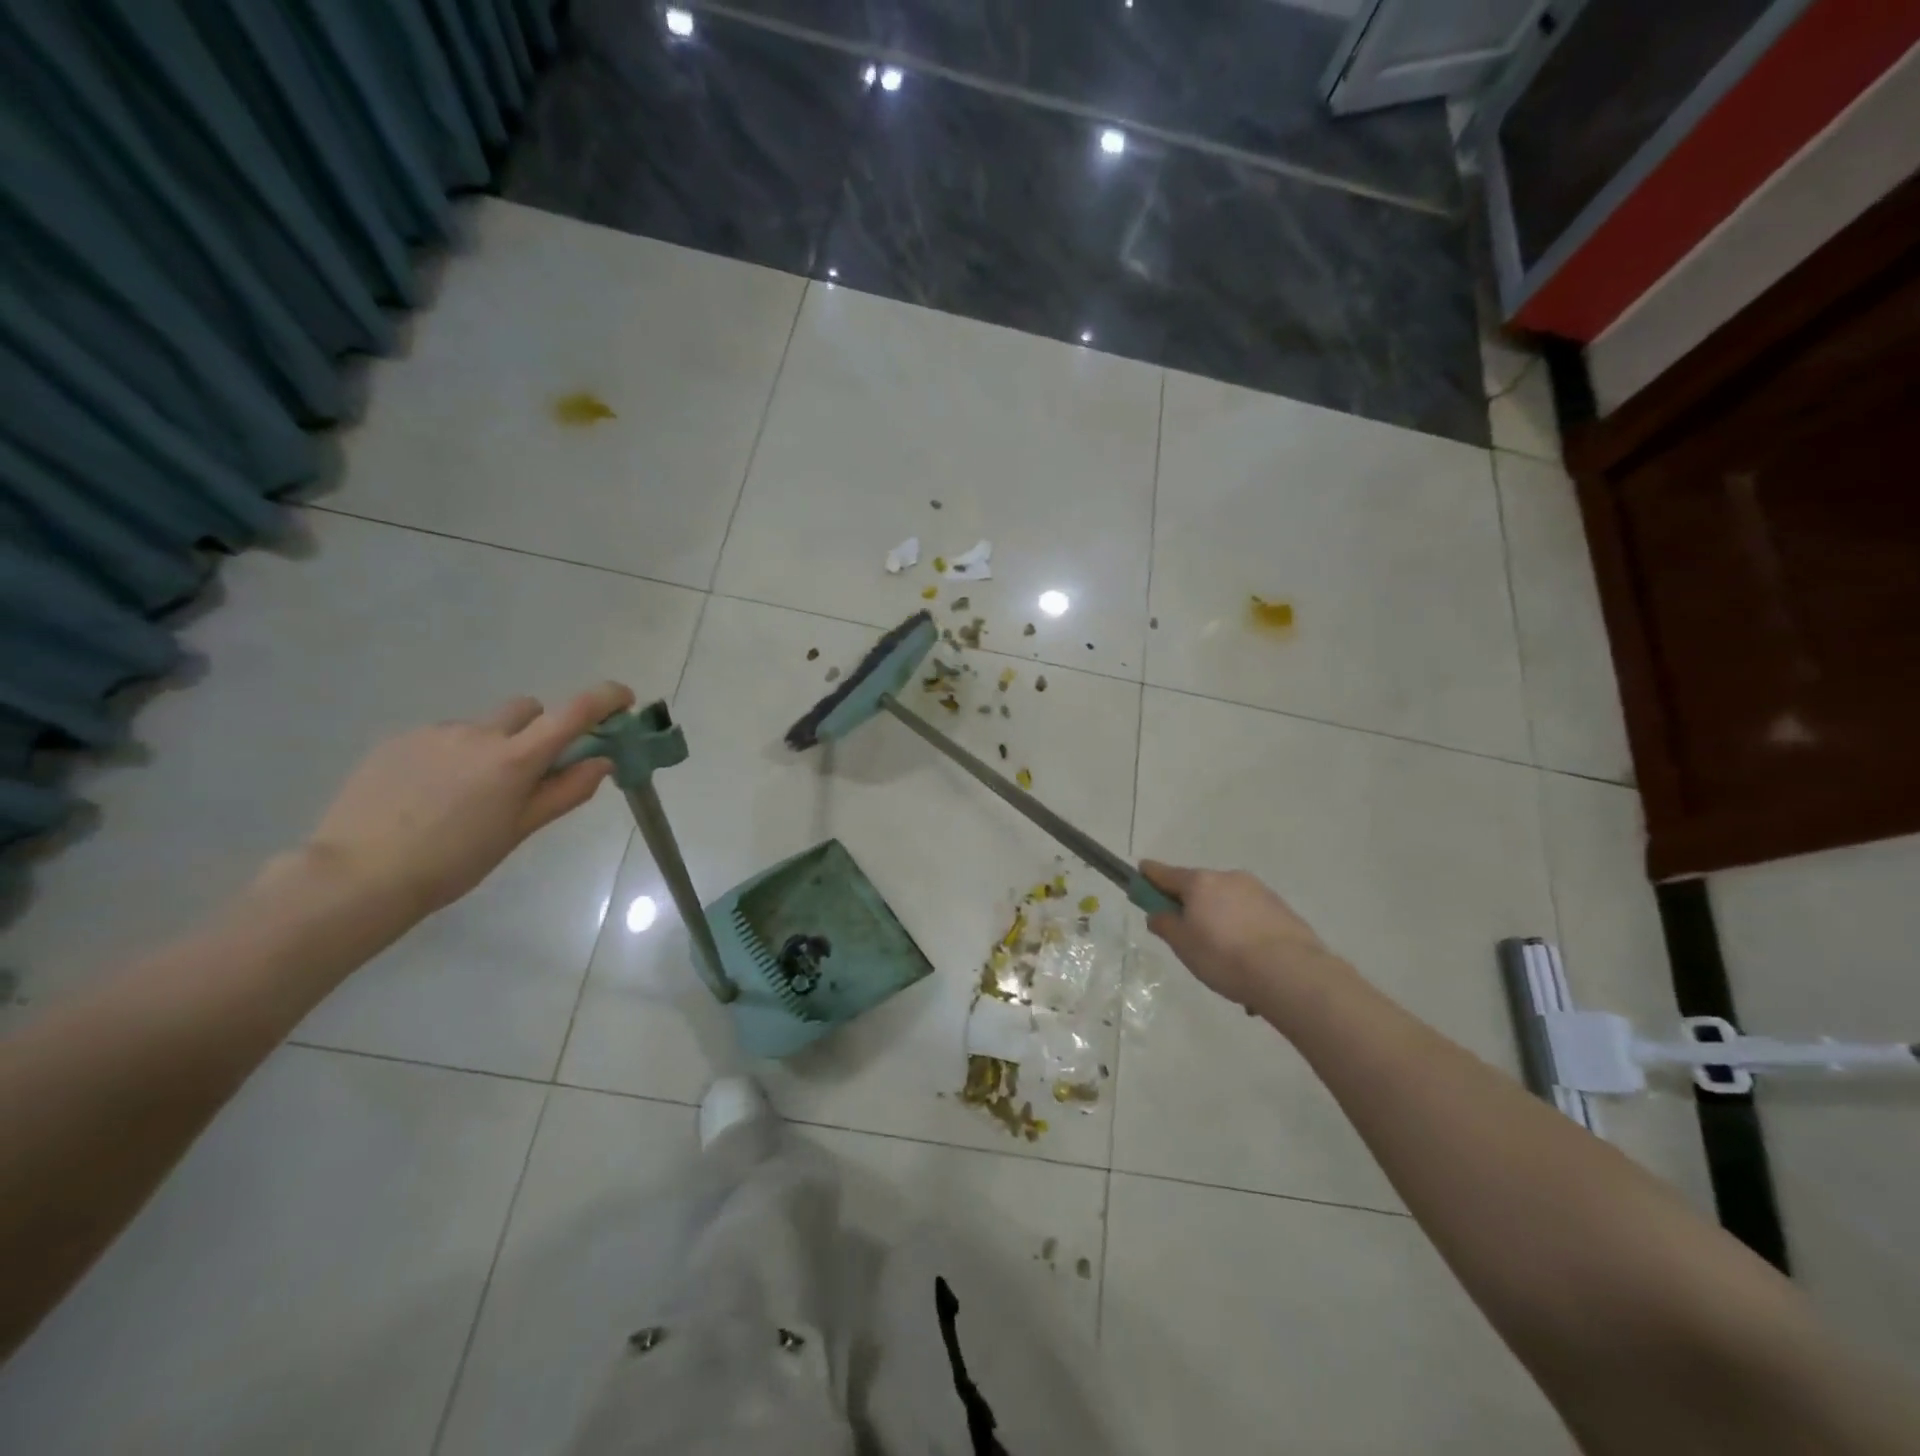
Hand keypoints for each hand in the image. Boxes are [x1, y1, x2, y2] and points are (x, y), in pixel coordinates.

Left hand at [297, 682, 635, 916]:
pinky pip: (442, 738)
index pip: (574, 712)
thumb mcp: (519, 831)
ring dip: (490, 747)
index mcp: (515, 758)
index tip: (622, 700)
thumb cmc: (453, 862)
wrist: (357, 876)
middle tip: (527, 772)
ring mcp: (435, 732)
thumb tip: (601, 762)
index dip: (605, 698)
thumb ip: (565, 791)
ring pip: (481, 727)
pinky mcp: (398, 740)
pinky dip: (451, 756)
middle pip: (527, 709)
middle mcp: (479, 733)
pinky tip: (427, 795)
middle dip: (538, 730)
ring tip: (462, 796)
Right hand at [1138, 861, 1342, 1009]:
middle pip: (1199, 888)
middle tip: (1187, 937)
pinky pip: (1251, 918)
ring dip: (1220, 922)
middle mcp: (1229, 878)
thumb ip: (1166, 925)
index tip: (1140, 873)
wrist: (1291, 973)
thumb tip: (1159, 914)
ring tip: (1225, 962)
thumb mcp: (1183, 946)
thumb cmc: (1224, 957)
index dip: (1150, 875)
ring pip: (1228, 904)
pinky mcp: (1282, 910)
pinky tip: (1249, 965)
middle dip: (1191, 906)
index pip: (1165, 873)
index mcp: (1200, 883)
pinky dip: (1244, 934)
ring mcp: (1259, 892)